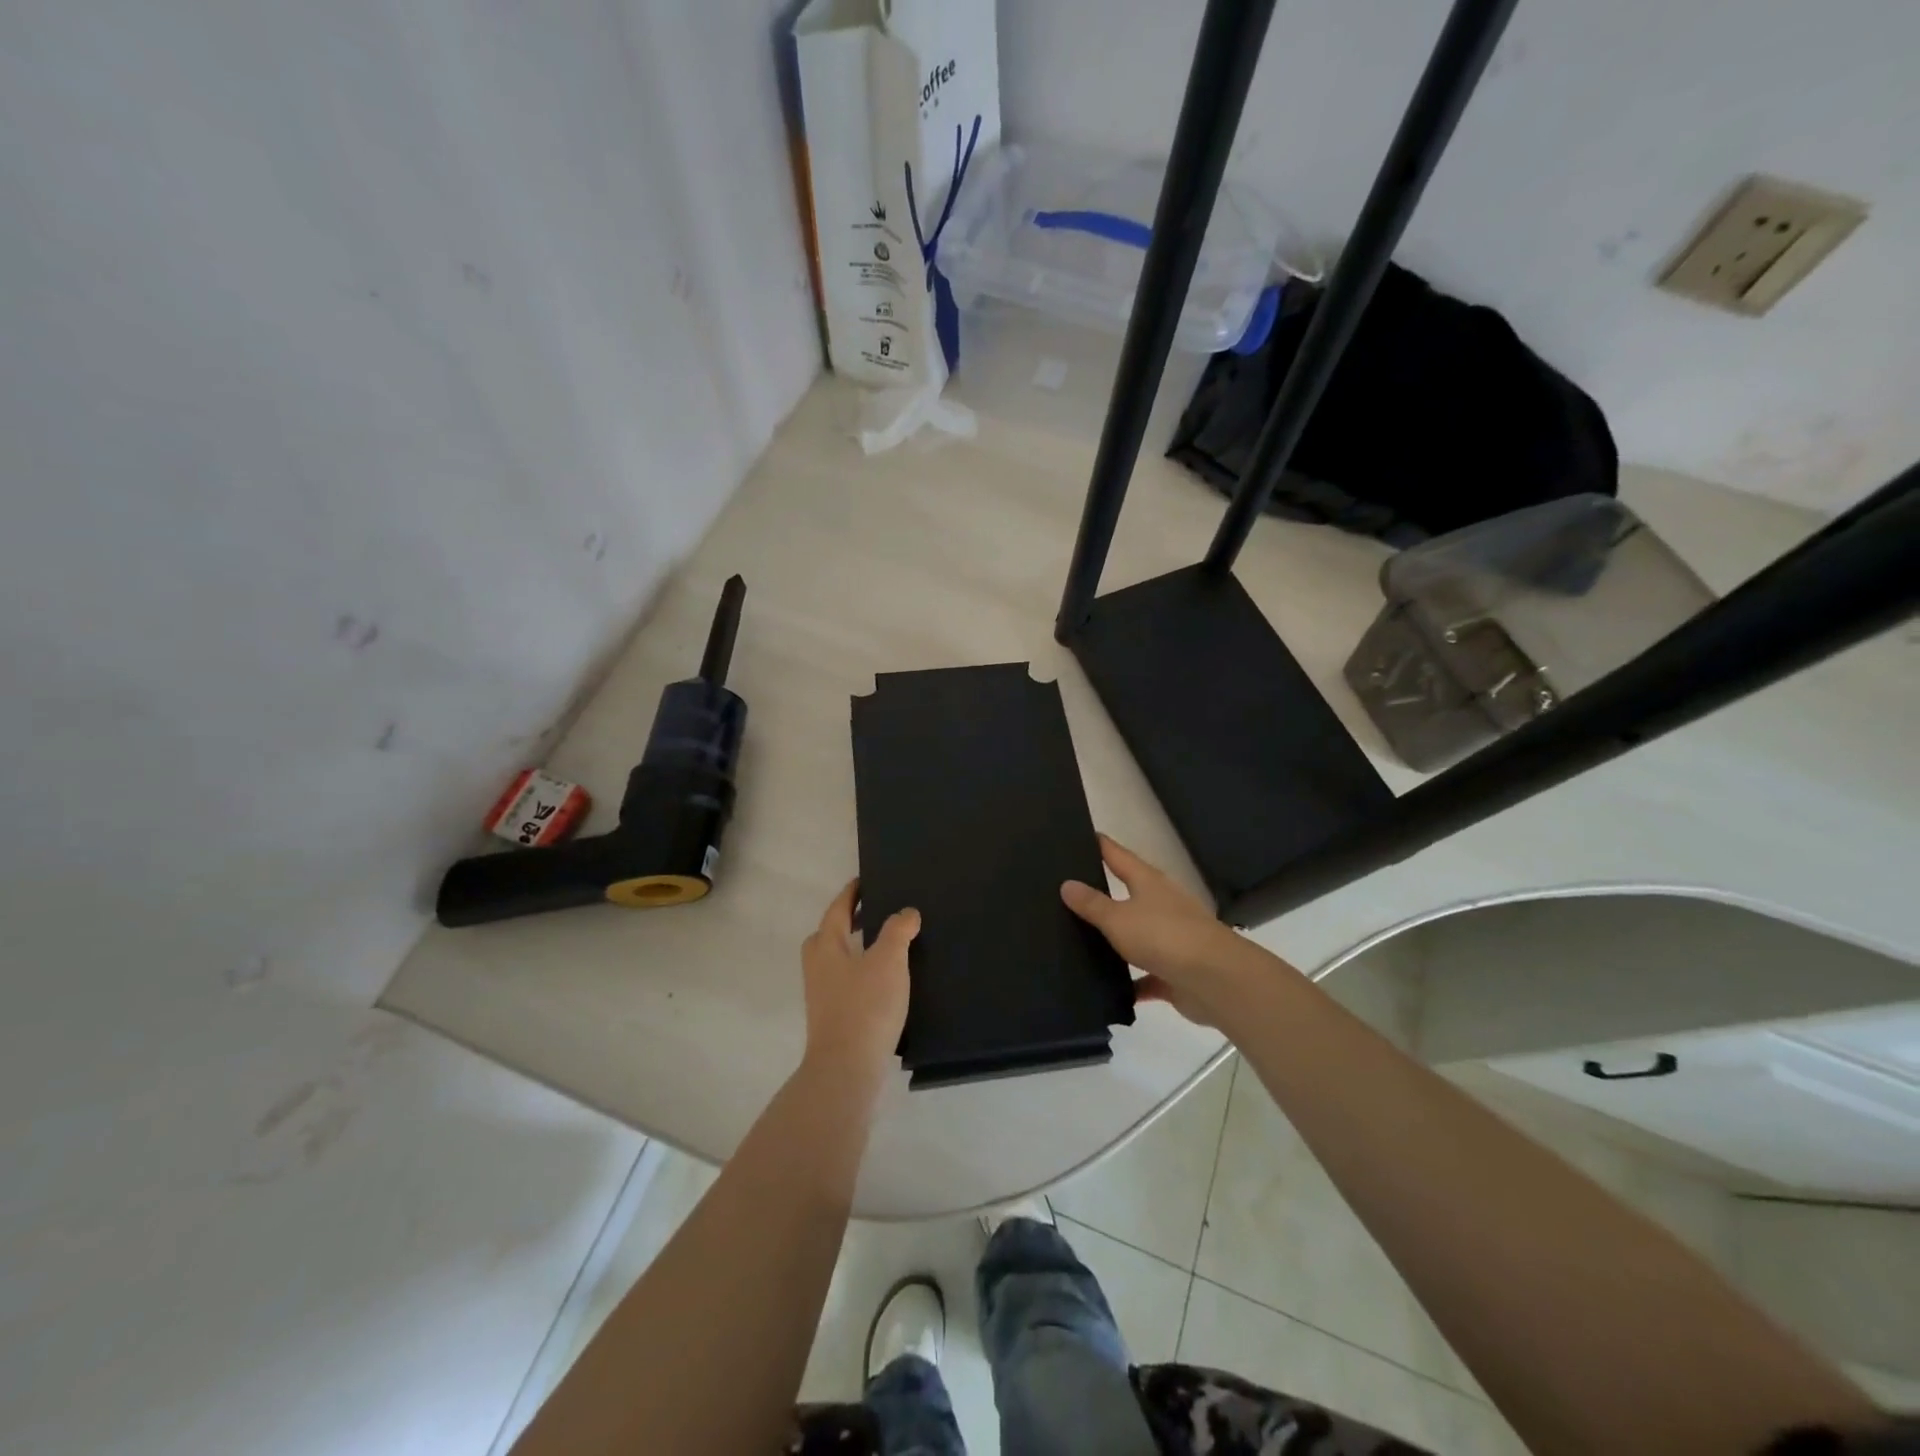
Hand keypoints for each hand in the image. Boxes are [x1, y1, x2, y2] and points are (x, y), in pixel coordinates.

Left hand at [801, 880, 917, 1082]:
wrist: (846, 1070)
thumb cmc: (865, 1006)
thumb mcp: (888, 960)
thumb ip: (898, 930)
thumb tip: (906, 912)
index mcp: (826, 946)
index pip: (837, 909)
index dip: (851, 893)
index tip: (864, 880)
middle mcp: (818, 967)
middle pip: (829, 935)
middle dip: (849, 921)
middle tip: (874, 912)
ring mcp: (823, 996)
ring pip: (837, 961)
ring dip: (857, 949)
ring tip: (887, 947)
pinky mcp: (834, 1019)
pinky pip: (847, 983)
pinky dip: (863, 974)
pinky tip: (886, 983)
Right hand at [1061, 834, 1248, 1026]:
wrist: (1216, 981)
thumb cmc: (1164, 936)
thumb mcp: (1118, 918)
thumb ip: (1091, 904)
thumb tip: (1067, 884)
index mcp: (1148, 882)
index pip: (1118, 855)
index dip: (1100, 845)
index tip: (1078, 835)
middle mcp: (1161, 904)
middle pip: (1129, 891)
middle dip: (1103, 891)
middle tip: (1066, 891)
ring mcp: (1171, 938)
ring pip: (1137, 934)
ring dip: (1117, 938)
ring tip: (1079, 939)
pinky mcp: (1175, 971)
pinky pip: (1146, 974)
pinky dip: (1131, 981)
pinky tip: (1107, 989)